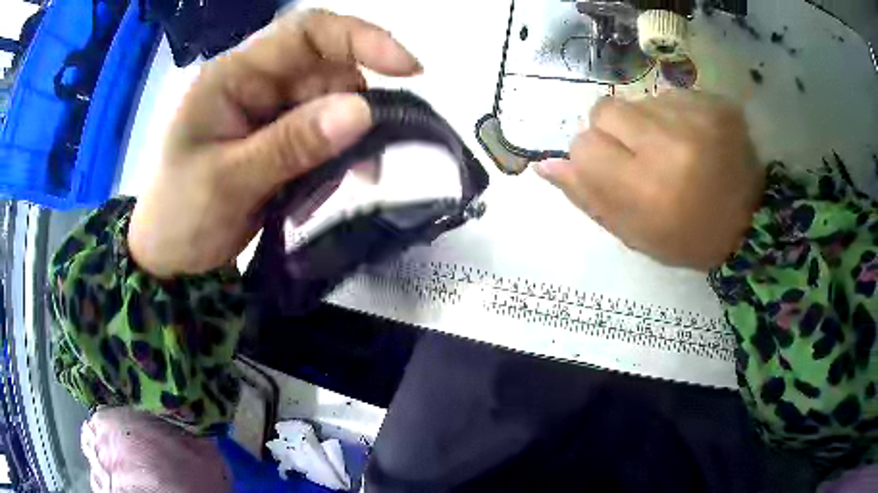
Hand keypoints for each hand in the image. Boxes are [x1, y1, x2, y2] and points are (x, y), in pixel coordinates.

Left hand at [128, 10, 421, 277]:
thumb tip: (363, 110)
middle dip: (354, 110)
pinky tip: (321, 190)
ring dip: (346, 142)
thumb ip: (292, 143)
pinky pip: (321, 136)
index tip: (408, 69)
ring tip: (346, 183)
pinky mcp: (277, 140)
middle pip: (325, 72)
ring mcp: (267, 112)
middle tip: (366, 164)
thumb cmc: (178, 215)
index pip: (305, 33)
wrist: (169, 259)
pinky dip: (334, 160)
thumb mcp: (228, 180)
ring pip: (330, 106)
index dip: (359, 38)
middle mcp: (254, 83)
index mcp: (233, 75)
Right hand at [536, 90, 764, 270]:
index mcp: (649, 190)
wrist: (750, 223)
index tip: (615, 172)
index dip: (592, 159)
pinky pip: (670, 94)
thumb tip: (544, 165)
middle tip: (642, 158)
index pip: (584, 146)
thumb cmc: (687, 237)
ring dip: (646, 124)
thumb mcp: (634, 233)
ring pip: (637, 99)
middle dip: (614, 133)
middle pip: (605, 110)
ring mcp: (699, 118)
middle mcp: (672, 146)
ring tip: (674, 151)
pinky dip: (673, 115)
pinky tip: (693, 139)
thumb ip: (588, 197)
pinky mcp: (717, 103)